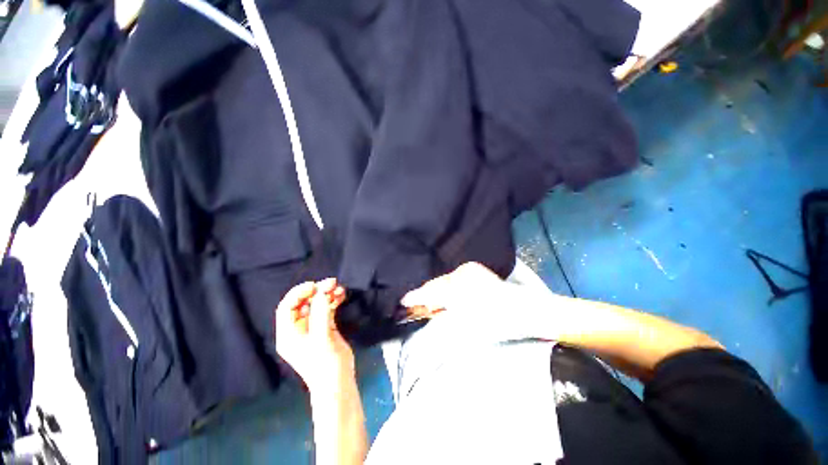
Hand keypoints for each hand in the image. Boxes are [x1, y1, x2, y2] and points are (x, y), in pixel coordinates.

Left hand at [275, 278, 354, 391]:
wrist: (338, 382)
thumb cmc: (324, 364)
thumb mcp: (321, 338)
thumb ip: (321, 313)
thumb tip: (322, 291)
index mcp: (288, 333)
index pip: (286, 307)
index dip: (298, 293)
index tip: (314, 286)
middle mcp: (297, 329)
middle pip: (302, 303)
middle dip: (316, 291)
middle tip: (331, 283)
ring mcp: (312, 327)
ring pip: (316, 304)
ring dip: (326, 294)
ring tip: (339, 288)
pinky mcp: (325, 327)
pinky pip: (326, 309)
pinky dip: (333, 300)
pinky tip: (342, 295)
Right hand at [401, 262, 557, 342]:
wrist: (522, 310)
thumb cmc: (494, 323)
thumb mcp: (465, 326)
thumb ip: (442, 317)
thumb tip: (428, 311)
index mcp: (457, 287)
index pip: (430, 291)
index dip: (416, 296)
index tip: (404, 300)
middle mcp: (460, 274)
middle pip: (437, 284)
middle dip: (427, 295)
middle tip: (419, 305)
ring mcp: (468, 269)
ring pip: (445, 280)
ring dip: (439, 291)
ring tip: (435, 303)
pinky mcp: (474, 269)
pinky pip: (455, 277)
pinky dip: (450, 286)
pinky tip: (449, 295)